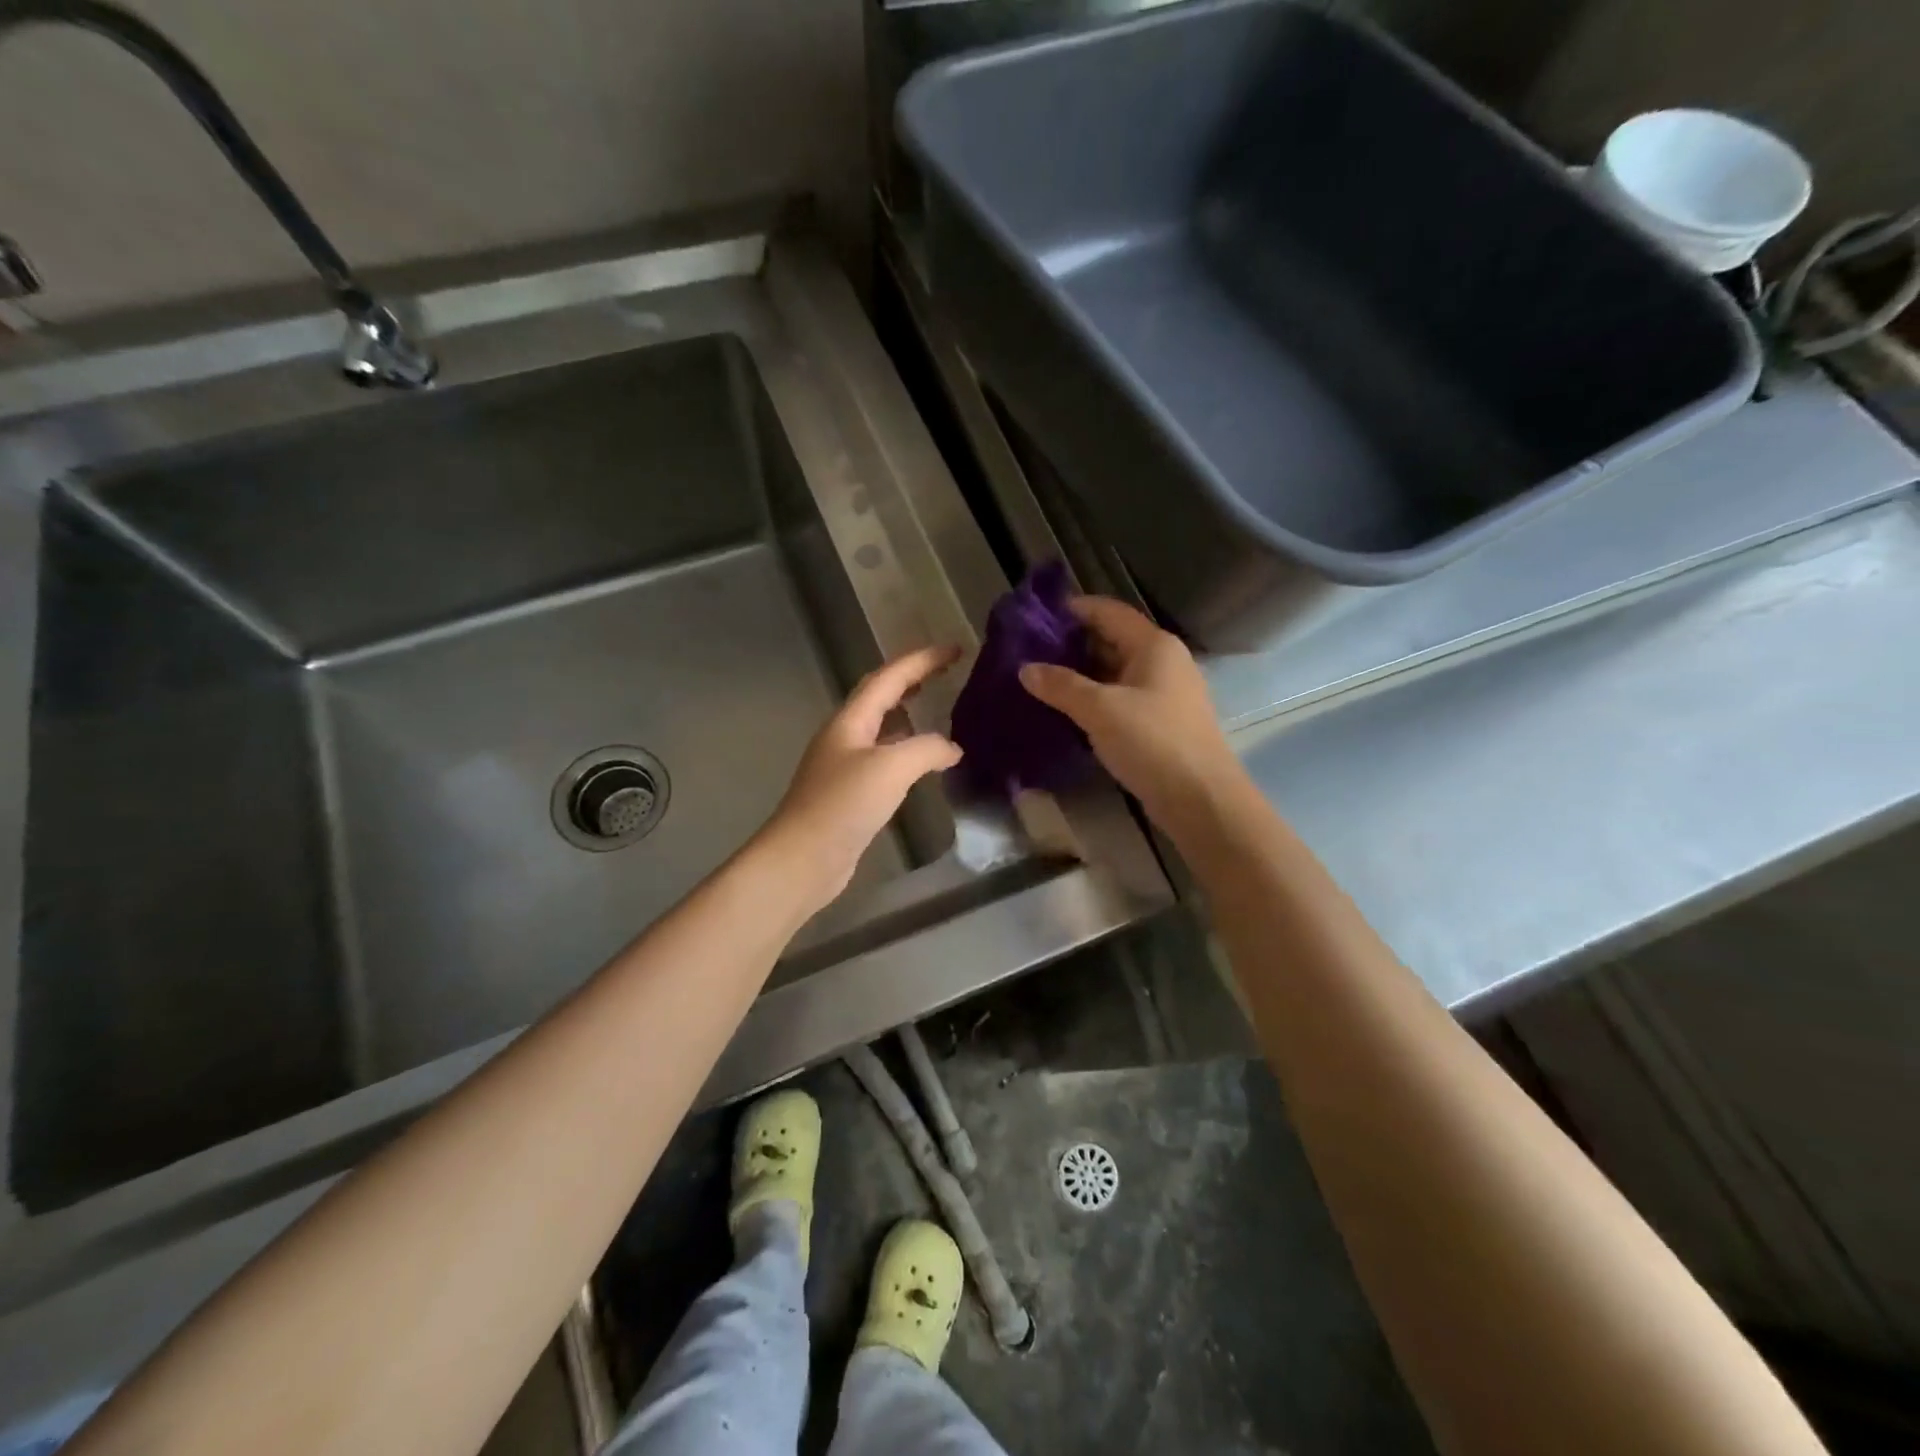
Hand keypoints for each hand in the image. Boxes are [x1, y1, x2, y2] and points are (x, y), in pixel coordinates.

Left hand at [759, 646, 963, 906]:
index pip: (889, 678)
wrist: (803, 859)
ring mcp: (846, 766)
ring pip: (883, 729)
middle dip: (913, 680)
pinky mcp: (852, 794)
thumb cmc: (843, 805)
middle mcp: (846, 737)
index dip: (922, 660)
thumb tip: (951, 748)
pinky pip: (885, 760)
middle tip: (946, 673)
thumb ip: (926, 749)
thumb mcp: (891, 768)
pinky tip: (925, 763)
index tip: (955, 650)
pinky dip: (908, 751)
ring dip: (909, 715)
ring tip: (939, 710)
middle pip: (881, 697)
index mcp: (850, 721)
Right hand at [1019, 597, 1243, 837]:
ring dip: (1081, 673)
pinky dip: (1095, 697)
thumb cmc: (1152, 742)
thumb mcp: (1100, 710)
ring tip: (1040, 678)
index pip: (1108, 611)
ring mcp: (1164, 692)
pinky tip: (1067, 708)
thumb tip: (1026, 669)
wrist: (1200, 799)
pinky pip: (1121, 697)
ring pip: (1115, 671)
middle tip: (1029, 651)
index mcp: (1154, 645)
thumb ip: (1061, 686)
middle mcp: (1163, 661)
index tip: (1036, 616)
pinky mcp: (1160, 721)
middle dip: (1072, 643)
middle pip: (1112, 639)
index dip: (1073, 609)